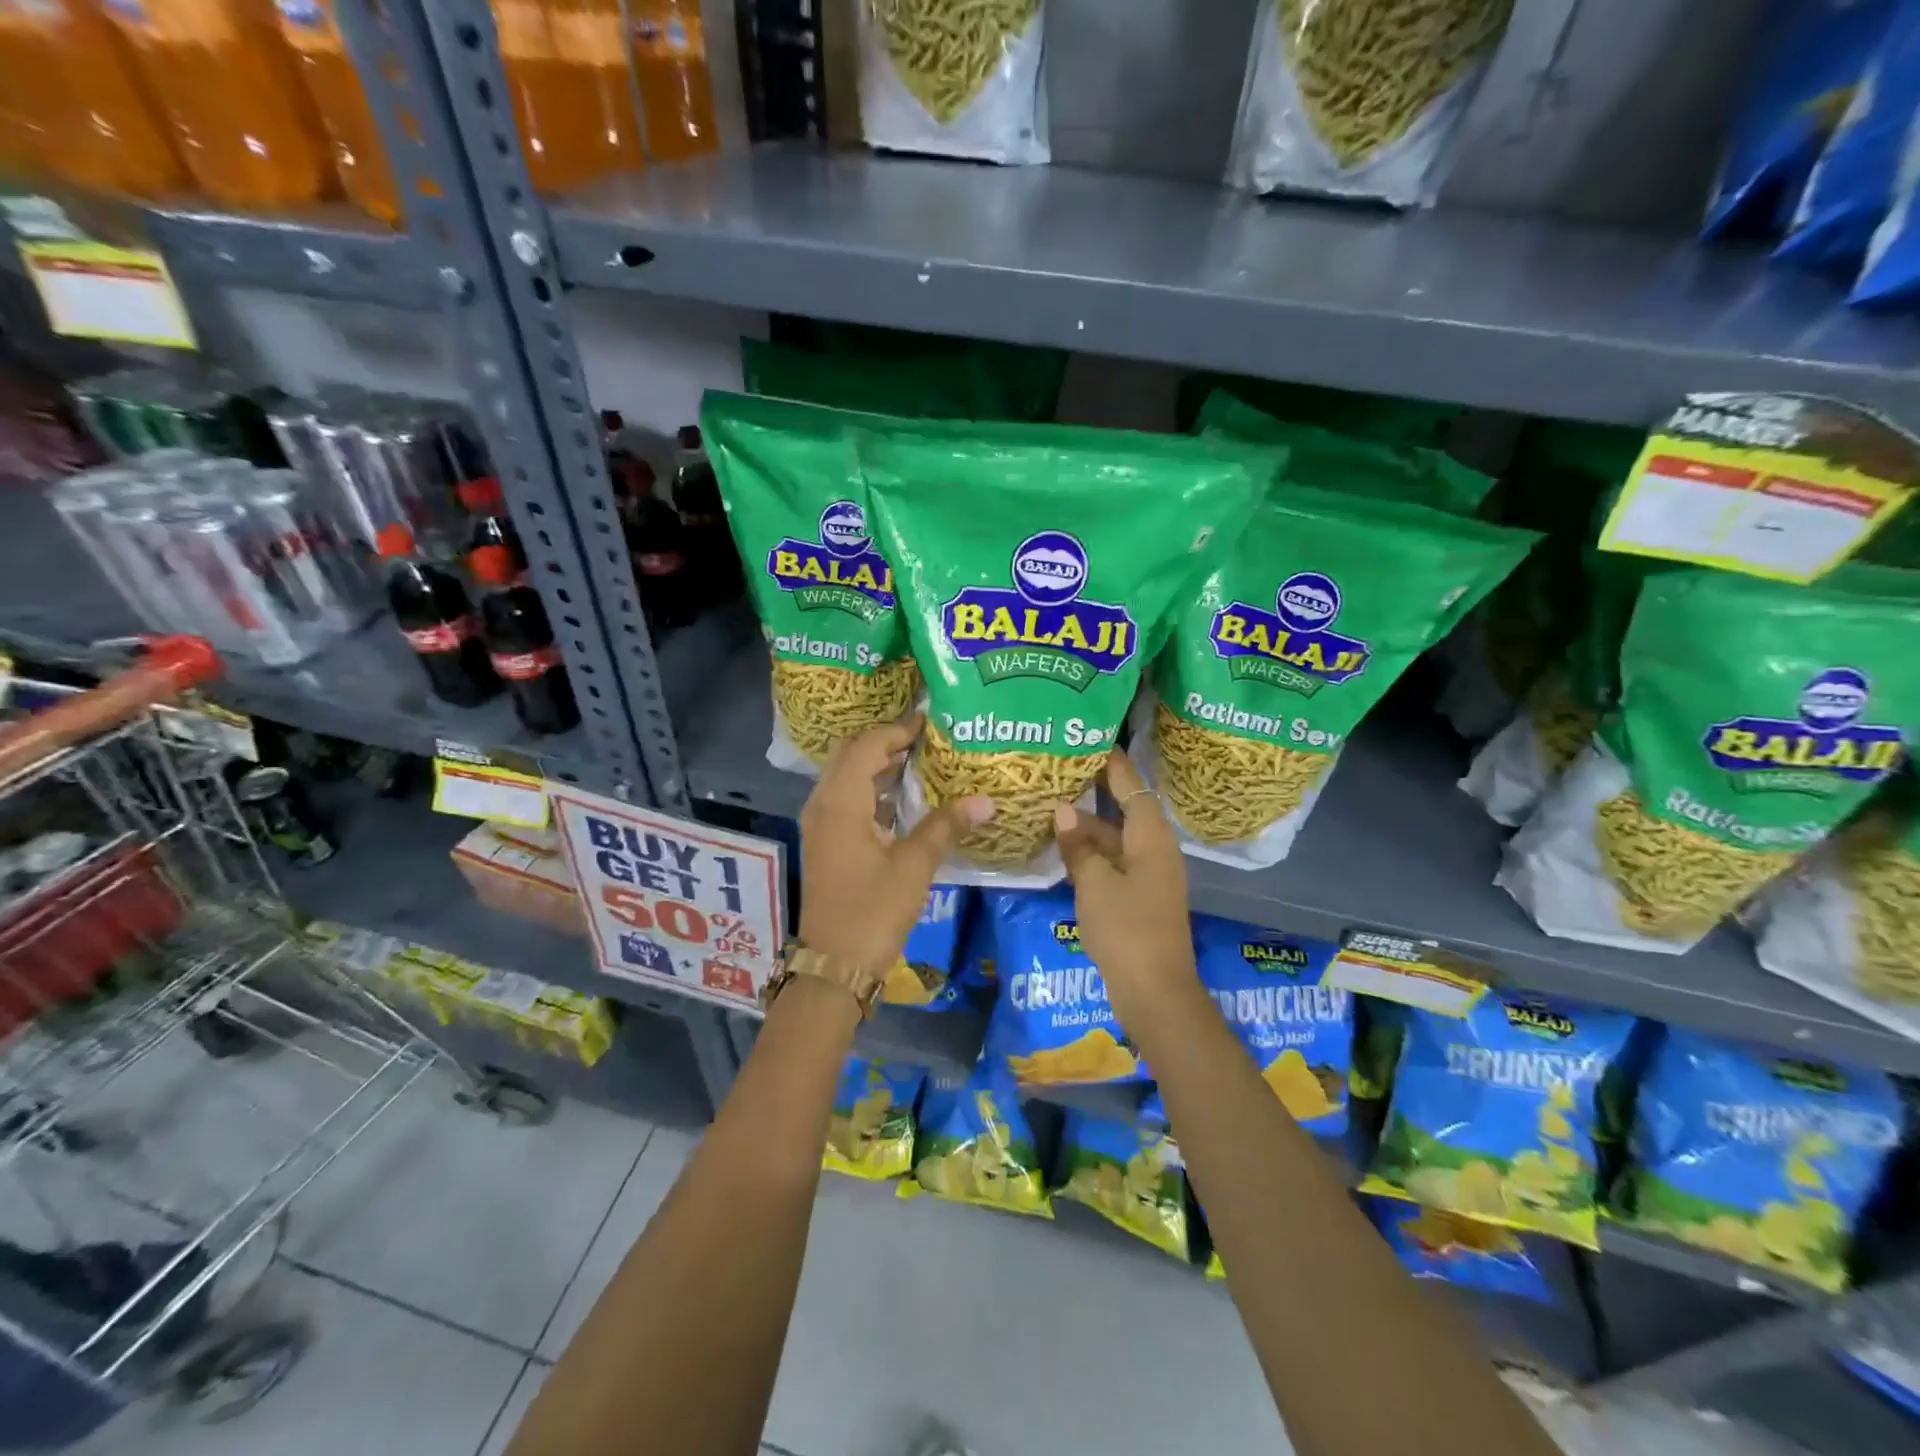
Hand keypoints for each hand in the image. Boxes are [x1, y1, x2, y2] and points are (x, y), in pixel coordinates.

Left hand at [798, 716, 993, 971]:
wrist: (834, 964)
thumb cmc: (873, 911)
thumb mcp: (914, 865)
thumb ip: (946, 826)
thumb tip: (985, 800)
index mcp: (840, 802)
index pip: (867, 746)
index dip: (897, 730)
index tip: (929, 721)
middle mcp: (823, 804)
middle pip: (849, 754)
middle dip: (884, 741)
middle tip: (923, 738)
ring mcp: (820, 824)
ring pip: (845, 777)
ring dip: (876, 765)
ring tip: (918, 760)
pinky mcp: (825, 842)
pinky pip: (845, 799)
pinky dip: (870, 789)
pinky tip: (902, 798)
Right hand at [1053, 753, 1196, 1028]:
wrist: (1155, 993)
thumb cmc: (1126, 930)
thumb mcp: (1094, 884)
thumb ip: (1078, 846)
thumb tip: (1062, 810)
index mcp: (1151, 839)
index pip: (1133, 787)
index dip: (1114, 764)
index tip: (1092, 742)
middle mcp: (1155, 851)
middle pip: (1124, 812)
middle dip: (1093, 795)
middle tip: (1060, 773)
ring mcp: (1149, 877)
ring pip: (1116, 840)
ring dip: (1087, 828)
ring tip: (1049, 809)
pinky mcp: (1140, 899)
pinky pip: (1114, 864)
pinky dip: (1091, 855)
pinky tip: (1063, 852)